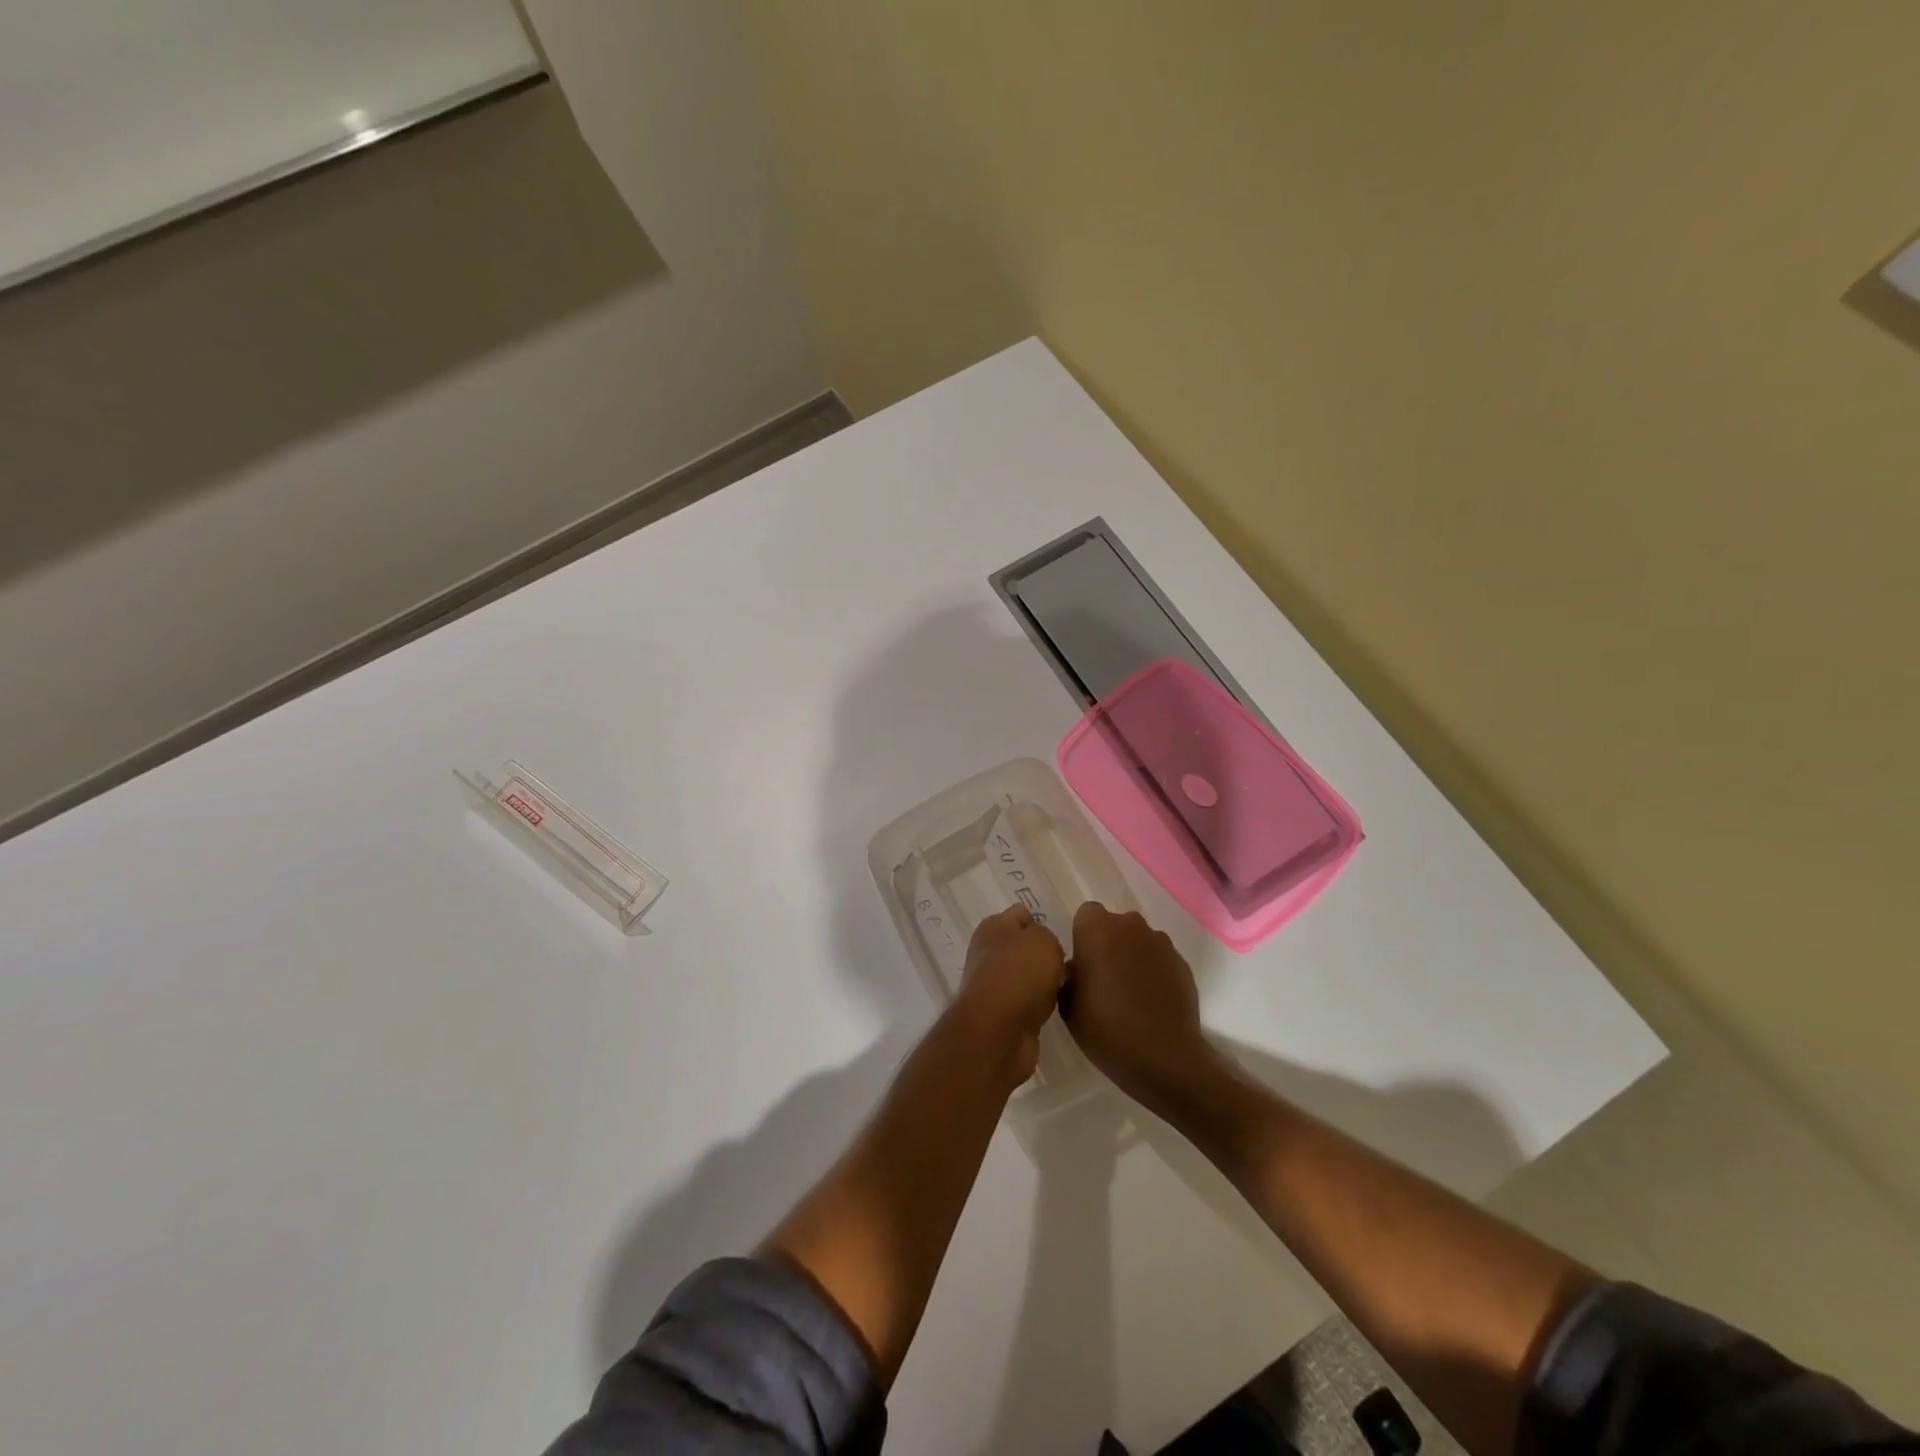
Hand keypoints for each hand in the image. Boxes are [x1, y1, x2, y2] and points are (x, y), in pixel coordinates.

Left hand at [953, 905, 1065, 1085]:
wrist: (999, 1031)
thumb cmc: (1020, 974)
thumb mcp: (1043, 940)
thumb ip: (1047, 935)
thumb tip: (1043, 949)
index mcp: (992, 927)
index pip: (1021, 915)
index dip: (1042, 922)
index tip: (1062, 936)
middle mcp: (987, 953)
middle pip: (1023, 947)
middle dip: (1045, 954)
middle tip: (1068, 963)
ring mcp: (992, 985)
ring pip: (1026, 976)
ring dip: (1043, 982)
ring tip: (1065, 987)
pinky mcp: (1000, 1014)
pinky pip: (1027, 1001)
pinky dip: (1039, 1005)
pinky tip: (1054, 1009)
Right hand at [1063, 903, 1223, 1113]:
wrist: (1163, 1057)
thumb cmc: (1105, 1027)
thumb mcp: (1068, 1004)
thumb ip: (1070, 975)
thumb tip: (1078, 968)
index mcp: (1097, 929)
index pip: (1087, 913)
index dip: (1084, 935)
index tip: (1083, 962)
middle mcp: (1130, 926)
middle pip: (1116, 925)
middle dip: (1110, 943)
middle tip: (1104, 978)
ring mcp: (1161, 943)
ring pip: (1140, 941)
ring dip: (1133, 957)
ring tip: (1131, 993)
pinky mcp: (1182, 963)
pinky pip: (1161, 960)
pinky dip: (1155, 973)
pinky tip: (1152, 1002)